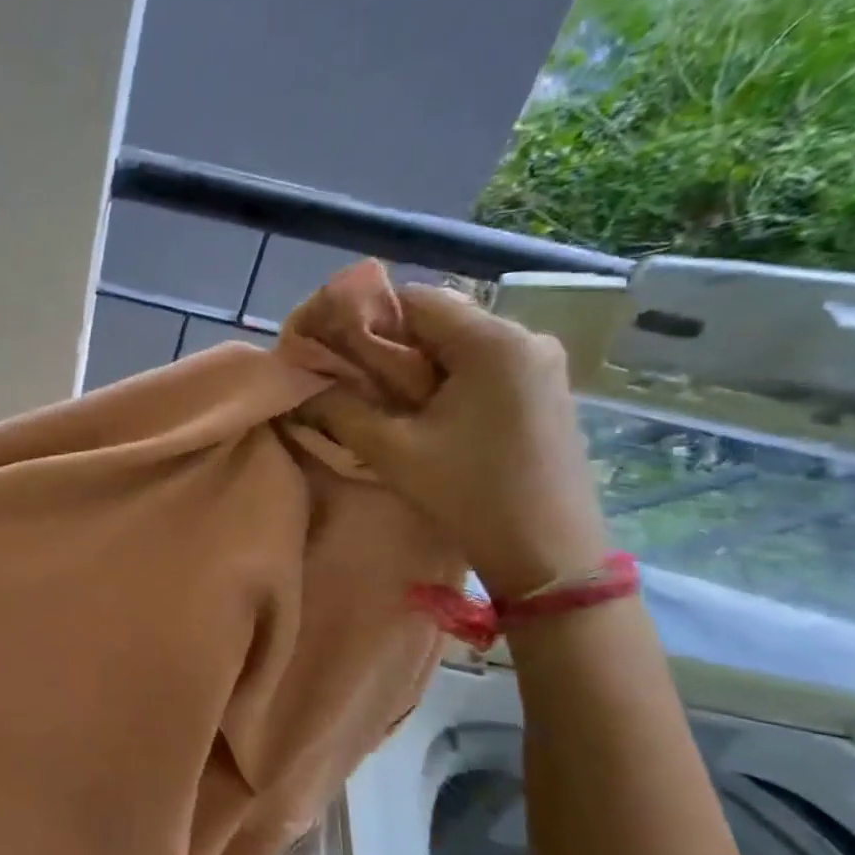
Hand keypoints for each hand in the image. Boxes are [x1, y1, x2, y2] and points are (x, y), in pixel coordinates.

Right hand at [300, 285, 608, 598]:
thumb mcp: (394, 451)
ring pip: (461, 344)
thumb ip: (341, 409)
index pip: (416, 299)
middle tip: (355, 382)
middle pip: (440, 320)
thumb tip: (304, 382)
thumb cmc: (470, 496)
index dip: (367, 318)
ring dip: (420, 365)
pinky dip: (450, 379)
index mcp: (493, 341)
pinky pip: (486, 365)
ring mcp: (543, 364)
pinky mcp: (547, 390)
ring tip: (389, 403)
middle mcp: (526, 337)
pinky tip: (430, 415)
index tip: (336, 352)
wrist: (550, 555)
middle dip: (392, 346)